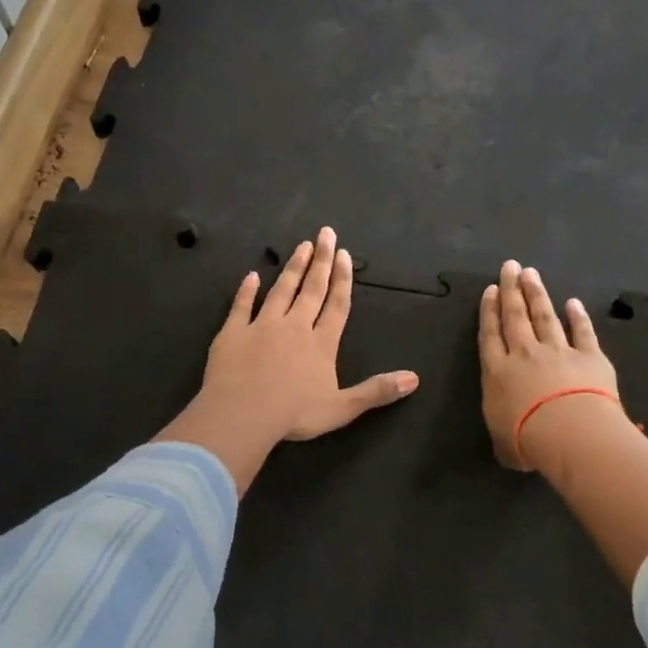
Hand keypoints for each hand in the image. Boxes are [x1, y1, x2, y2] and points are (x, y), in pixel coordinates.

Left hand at [156, 227, 419, 491]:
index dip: (342, 280)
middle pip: (311, 289)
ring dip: (292, 268)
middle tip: (325, 233)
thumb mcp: (343, 408)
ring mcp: (261, 327)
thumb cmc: (295, 414)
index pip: (336, 305)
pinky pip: (241, 306)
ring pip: (280, 291)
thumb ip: (376, 391)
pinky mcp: (233, 333)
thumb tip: (414, 379)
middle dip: (320, 261)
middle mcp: (294, 327)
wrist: (243, 414)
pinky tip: (252, 276)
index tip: (344, 254)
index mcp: (321, 344)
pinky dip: (246, 290)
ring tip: (301, 246)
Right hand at [478, 261, 620, 471]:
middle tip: (510, 266)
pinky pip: (582, 331)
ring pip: (544, 316)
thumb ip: (504, 437)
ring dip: (537, 294)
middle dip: (511, 290)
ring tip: (531, 273)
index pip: (490, 336)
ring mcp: (558, 351)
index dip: (489, 311)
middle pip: (515, 317)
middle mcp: (524, 354)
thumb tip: (508, 442)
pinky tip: (573, 302)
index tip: (491, 290)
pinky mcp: (589, 356)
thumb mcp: (504, 445)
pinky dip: (578, 316)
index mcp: (498, 373)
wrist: (568, 431)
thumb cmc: (527, 440)